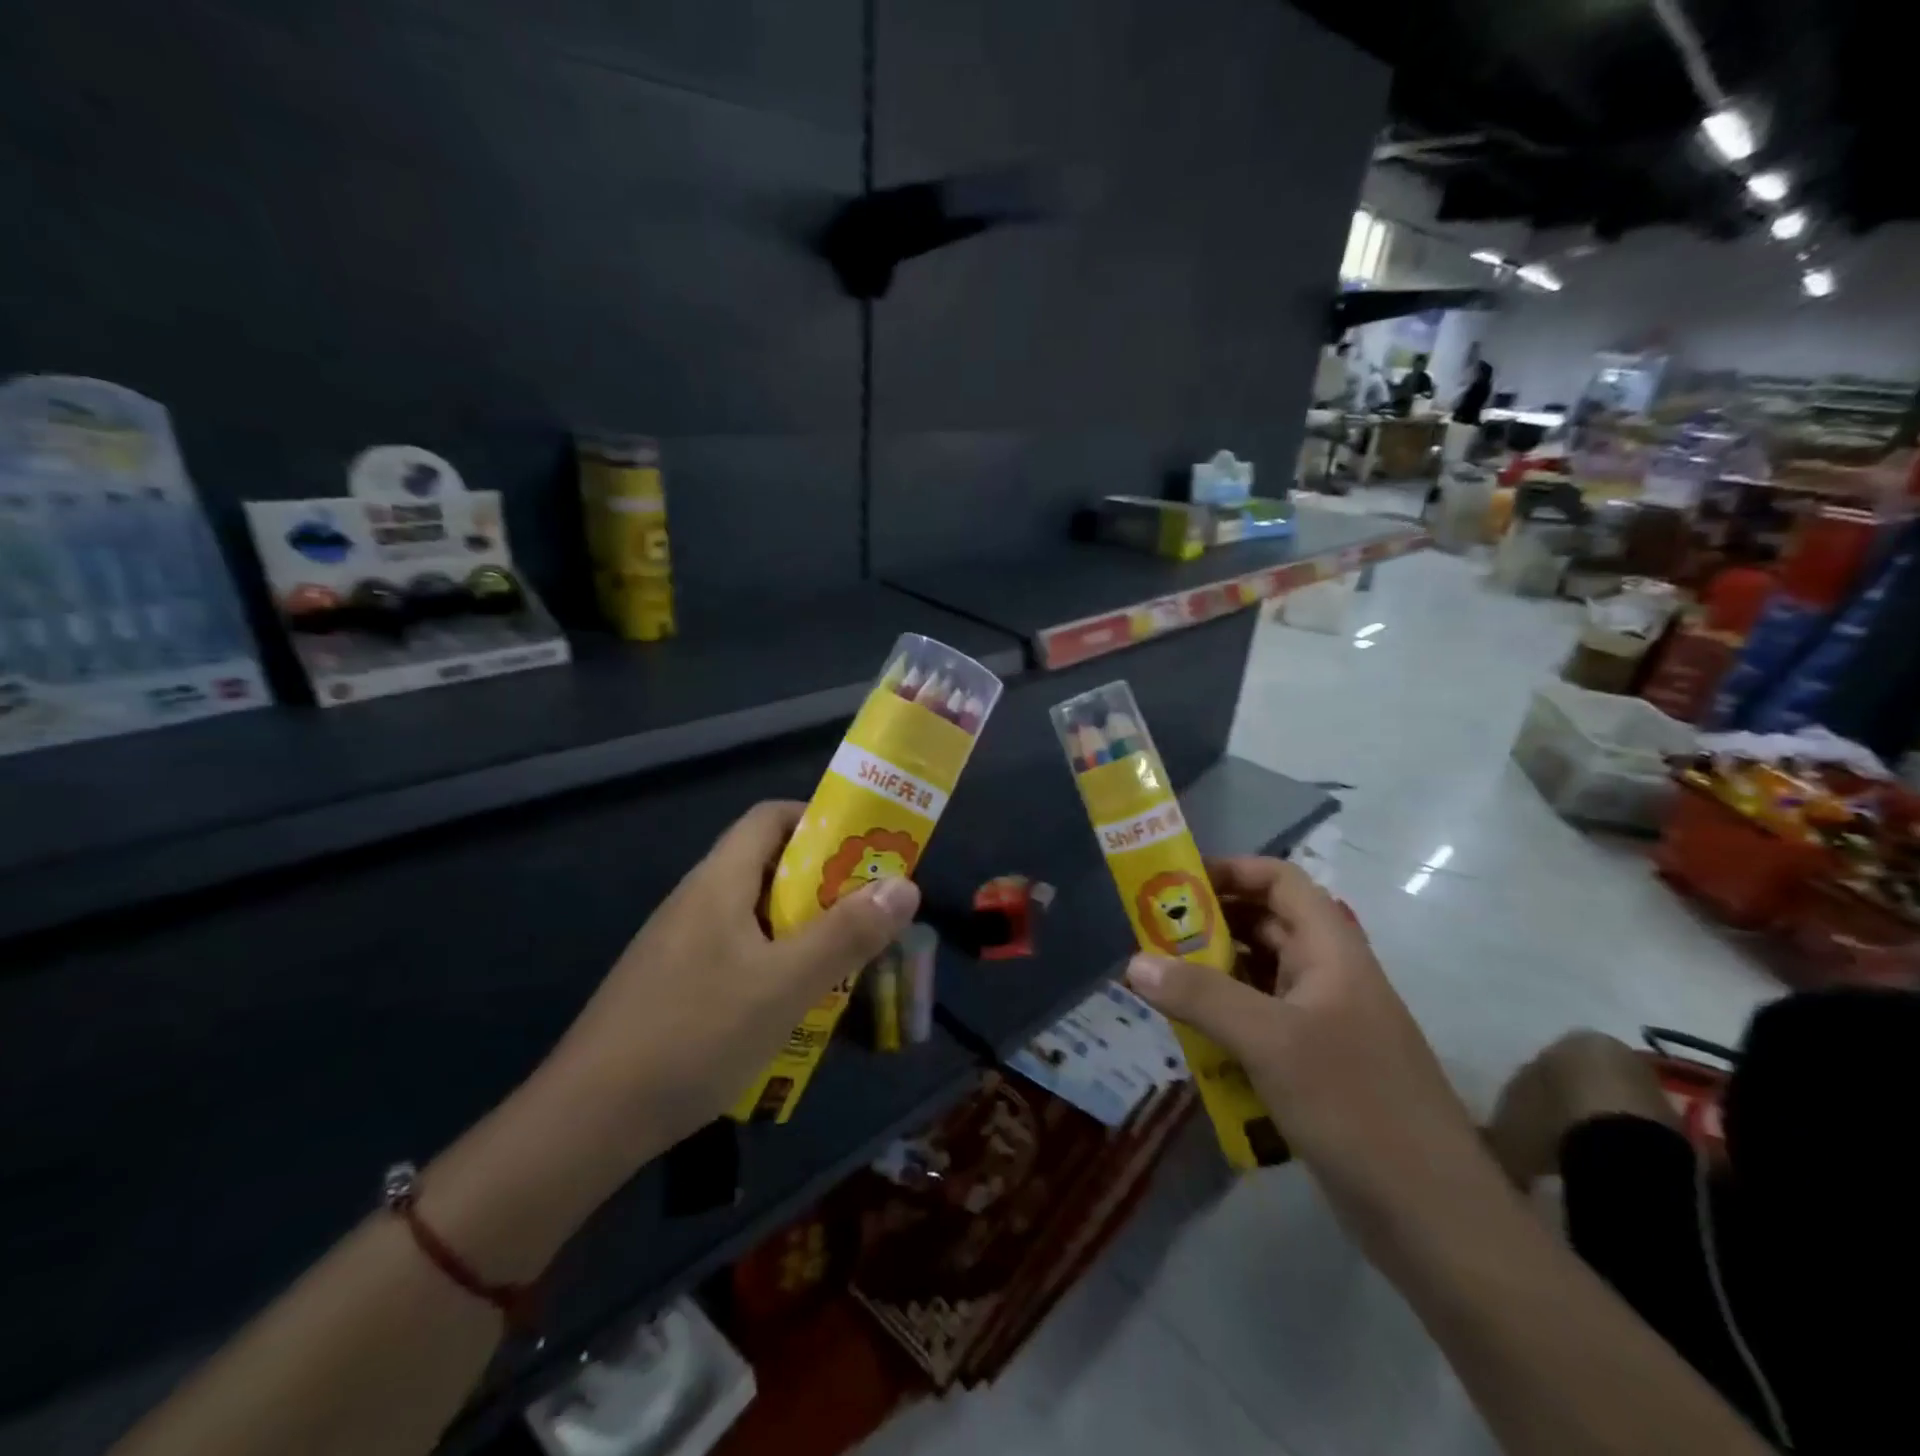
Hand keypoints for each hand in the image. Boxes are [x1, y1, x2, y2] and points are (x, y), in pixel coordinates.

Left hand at [529, 800, 920, 1156]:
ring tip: (843, 962)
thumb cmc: (694, 1035)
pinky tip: (791, 1008)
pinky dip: (774, 964)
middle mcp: (697, 901)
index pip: (770, 817)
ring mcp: (680, 946)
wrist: (586, 1122)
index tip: (864, 850)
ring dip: (802, 929)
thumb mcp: (785, 984)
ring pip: (755, 916)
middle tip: (867, 913)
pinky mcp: (673, 986)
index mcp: (719, 881)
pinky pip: (737, 954)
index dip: (818, 820)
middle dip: (823, 883)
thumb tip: (906, 885)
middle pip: (767, 866)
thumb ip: (847, 934)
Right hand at [1123, 857, 1481, 1232]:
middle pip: (1265, 926)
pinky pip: (1261, 1023)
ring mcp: (1325, 1023)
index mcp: (1332, 950)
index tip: (1177, 884)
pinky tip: (1191, 1037)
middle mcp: (1329, 976)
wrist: (1435, 1217)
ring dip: (1212, 975)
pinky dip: (1226, 1020)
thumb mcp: (1270, 1042)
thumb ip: (1201, 996)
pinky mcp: (1317, 1066)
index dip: (1232, 871)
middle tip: (1152, 936)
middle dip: (1209, 924)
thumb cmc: (1355, 1104)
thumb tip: (1134, 962)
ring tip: (1159, 983)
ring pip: (1259, 977)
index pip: (1281, 881)